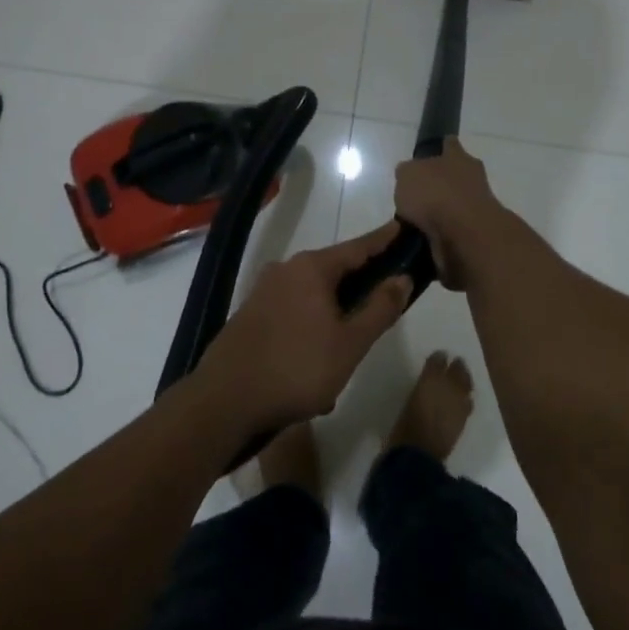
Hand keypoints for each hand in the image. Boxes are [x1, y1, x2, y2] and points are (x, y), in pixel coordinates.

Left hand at [199, 223, 414, 432]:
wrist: (224, 401)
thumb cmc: (297, 368)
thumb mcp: (350, 343)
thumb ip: (380, 308)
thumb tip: (402, 277)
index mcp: (311, 268)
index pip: (358, 247)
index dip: (384, 240)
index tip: (403, 228)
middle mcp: (285, 269)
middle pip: (334, 269)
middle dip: (361, 282)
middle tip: (387, 296)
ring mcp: (264, 291)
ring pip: (313, 294)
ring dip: (336, 312)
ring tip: (354, 340)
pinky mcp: (251, 314)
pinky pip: (294, 311)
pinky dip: (313, 325)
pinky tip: (319, 359)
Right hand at [394, 138, 507, 289]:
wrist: (465, 236)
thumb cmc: (435, 195)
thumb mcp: (407, 175)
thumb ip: (407, 173)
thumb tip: (409, 177)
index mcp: (458, 157)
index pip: (449, 144)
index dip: (439, 148)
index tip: (428, 154)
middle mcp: (471, 179)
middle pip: (453, 177)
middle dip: (437, 186)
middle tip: (413, 197)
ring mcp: (476, 208)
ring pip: (452, 206)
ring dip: (437, 214)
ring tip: (411, 224)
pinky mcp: (474, 235)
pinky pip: (451, 232)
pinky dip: (438, 236)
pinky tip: (420, 241)